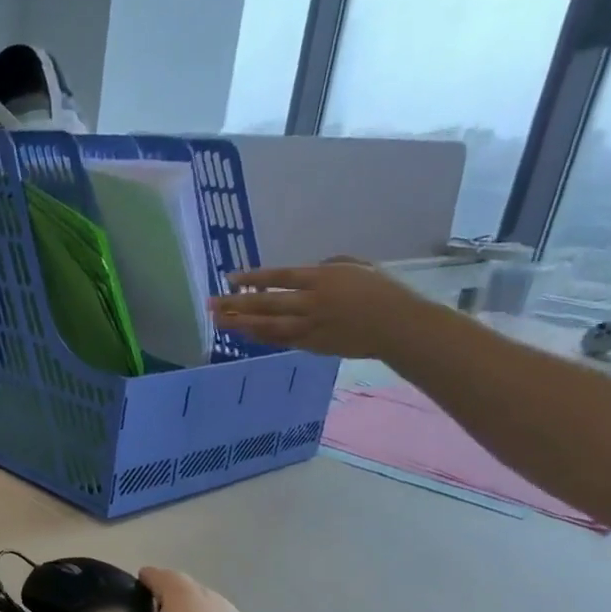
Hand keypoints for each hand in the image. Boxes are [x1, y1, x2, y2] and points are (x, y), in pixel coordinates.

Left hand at [210, 258, 432, 358]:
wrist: (400, 327)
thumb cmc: (383, 291)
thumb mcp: (357, 268)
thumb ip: (329, 266)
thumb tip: (306, 271)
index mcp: (324, 278)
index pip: (280, 276)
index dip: (253, 277)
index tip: (229, 278)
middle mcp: (312, 302)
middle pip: (266, 302)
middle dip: (235, 303)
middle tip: (210, 303)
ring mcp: (310, 326)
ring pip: (267, 325)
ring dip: (241, 323)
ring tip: (219, 321)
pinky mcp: (312, 345)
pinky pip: (280, 340)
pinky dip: (260, 337)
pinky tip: (244, 334)